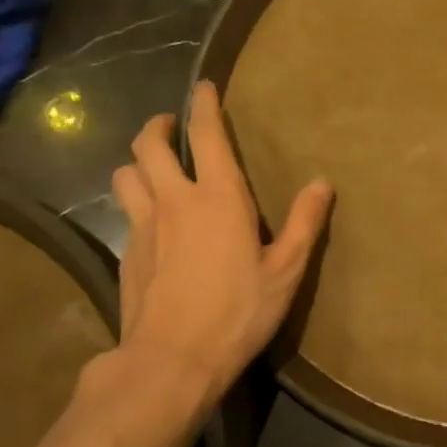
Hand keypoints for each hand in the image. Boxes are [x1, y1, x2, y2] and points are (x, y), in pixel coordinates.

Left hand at [107, 81, 331, 406]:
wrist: (172, 359)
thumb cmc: (238, 312)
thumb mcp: (285, 271)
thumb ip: (303, 224)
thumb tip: (322, 183)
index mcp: (218, 198)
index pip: (206, 136)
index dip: (203, 106)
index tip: (203, 87)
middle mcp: (174, 201)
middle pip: (147, 145)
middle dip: (157, 127)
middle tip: (170, 126)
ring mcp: (143, 227)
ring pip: (126, 175)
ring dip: (138, 163)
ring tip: (153, 170)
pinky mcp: (126, 254)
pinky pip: (125, 212)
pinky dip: (135, 202)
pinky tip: (151, 222)